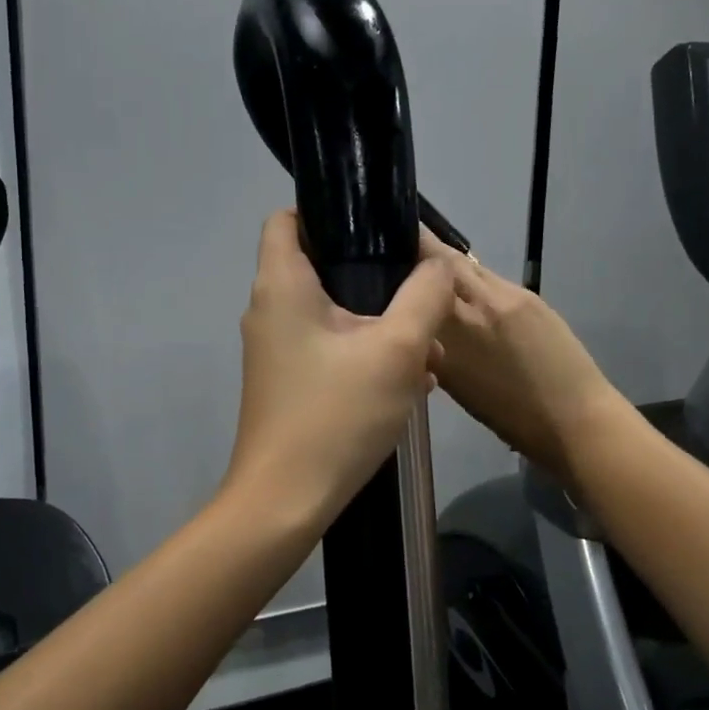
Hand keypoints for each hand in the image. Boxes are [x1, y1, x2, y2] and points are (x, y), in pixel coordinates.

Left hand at [224, 211, 454, 526]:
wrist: (286, 501)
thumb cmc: (336, 415)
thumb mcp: (396, 350)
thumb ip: (425, 296)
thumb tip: (439, 266)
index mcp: (282, 285)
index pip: (289, 218)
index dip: (329, 209)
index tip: (377, 225)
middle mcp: (269, 310)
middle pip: (320, 266)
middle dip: (373, 274)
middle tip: (419, 290)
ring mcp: (275, 350)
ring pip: (332, 313)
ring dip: (378, 321)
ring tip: (426, 343)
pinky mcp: (287, 382)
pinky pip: (330, 348)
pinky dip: (365, 353)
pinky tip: (409, 378)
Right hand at [421, 230, 630, 481]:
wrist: (573, 419)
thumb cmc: (509, 417)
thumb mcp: (455, 385)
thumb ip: (434, 347)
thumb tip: (418, 325)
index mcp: (450, 333)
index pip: (420, 278)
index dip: (403, 255)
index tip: (383, 252)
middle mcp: (474, 305)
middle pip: (443, 259)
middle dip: (422, 250)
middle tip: (401, 249)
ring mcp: (505, 296)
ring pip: (468, 266)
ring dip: (448, 264)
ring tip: (432, 270)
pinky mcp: (529, 297)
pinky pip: (491, 279)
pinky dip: (474, 280)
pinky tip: (469, 292)